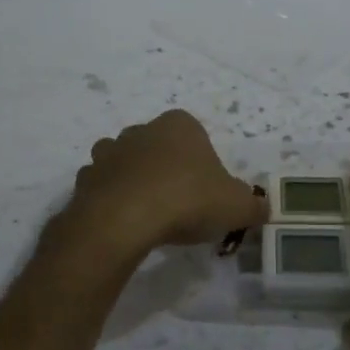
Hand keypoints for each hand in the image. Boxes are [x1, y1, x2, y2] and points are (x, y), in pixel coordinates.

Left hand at [68, 110, 266, 252]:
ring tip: (149, 214)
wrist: (124, 220)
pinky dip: (110, 199)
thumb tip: (263, 209)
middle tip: (180, 205)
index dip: (202, 162)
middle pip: (158, 146)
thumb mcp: (236, 206)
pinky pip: (102, 186)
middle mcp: (142, 130)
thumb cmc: (187, 200)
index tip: (206, 191)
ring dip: (135, 180)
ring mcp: (109, 152)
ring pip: (125, 162)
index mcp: (179, 125)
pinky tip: (123, 223)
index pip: (194, 134)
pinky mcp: (86, 178)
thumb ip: (253, 206)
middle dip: (167, 168)